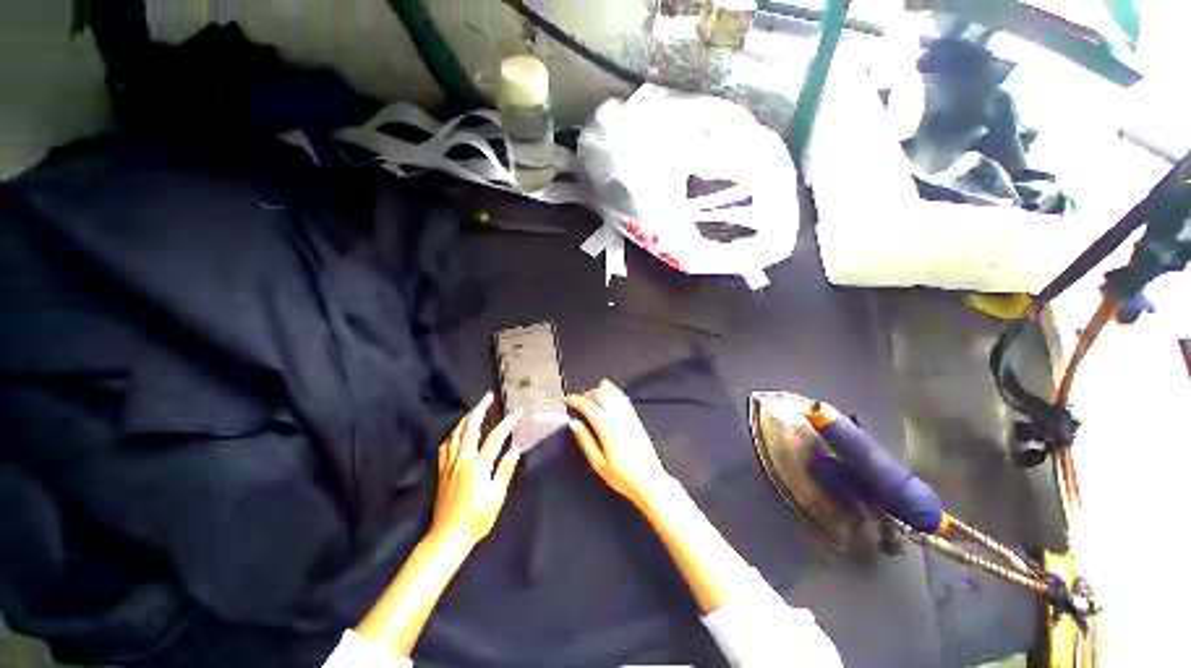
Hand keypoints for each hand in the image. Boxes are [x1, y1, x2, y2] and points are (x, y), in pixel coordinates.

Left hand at [431, 392, 522, 547]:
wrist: (448, 536)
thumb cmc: (477, 518)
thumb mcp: (497, 496)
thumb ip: (505, 470)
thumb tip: (515, 449)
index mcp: (478, 466)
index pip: (495, 437)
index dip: (507, 422)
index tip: (517, 413)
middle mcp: (462, 460)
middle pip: (470, 427)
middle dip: (480, 409)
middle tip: (488, 397)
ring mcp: (449, 464)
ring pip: (456, 434)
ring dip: (466, 418)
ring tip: (475, 410)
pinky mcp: (442, 471)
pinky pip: (445, 446)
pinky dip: (452, 435)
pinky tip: (457, 433)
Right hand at [566, 380, 674, 507]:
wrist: (649, 481)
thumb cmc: (623, 477)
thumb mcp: (598, 463)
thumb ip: (585, 441)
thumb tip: (574, 424)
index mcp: (607, 428)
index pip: (588, 406)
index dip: (575, 400)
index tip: (567, 400)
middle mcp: (618, 419)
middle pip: (600, 396)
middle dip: (586, 394)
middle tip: (578, 401)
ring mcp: (629, 417)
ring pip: (612, 395)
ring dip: (600, 390)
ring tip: (590, 393)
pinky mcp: (636, 420)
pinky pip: (624, 399)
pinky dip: (615, 391)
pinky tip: (610, 389)